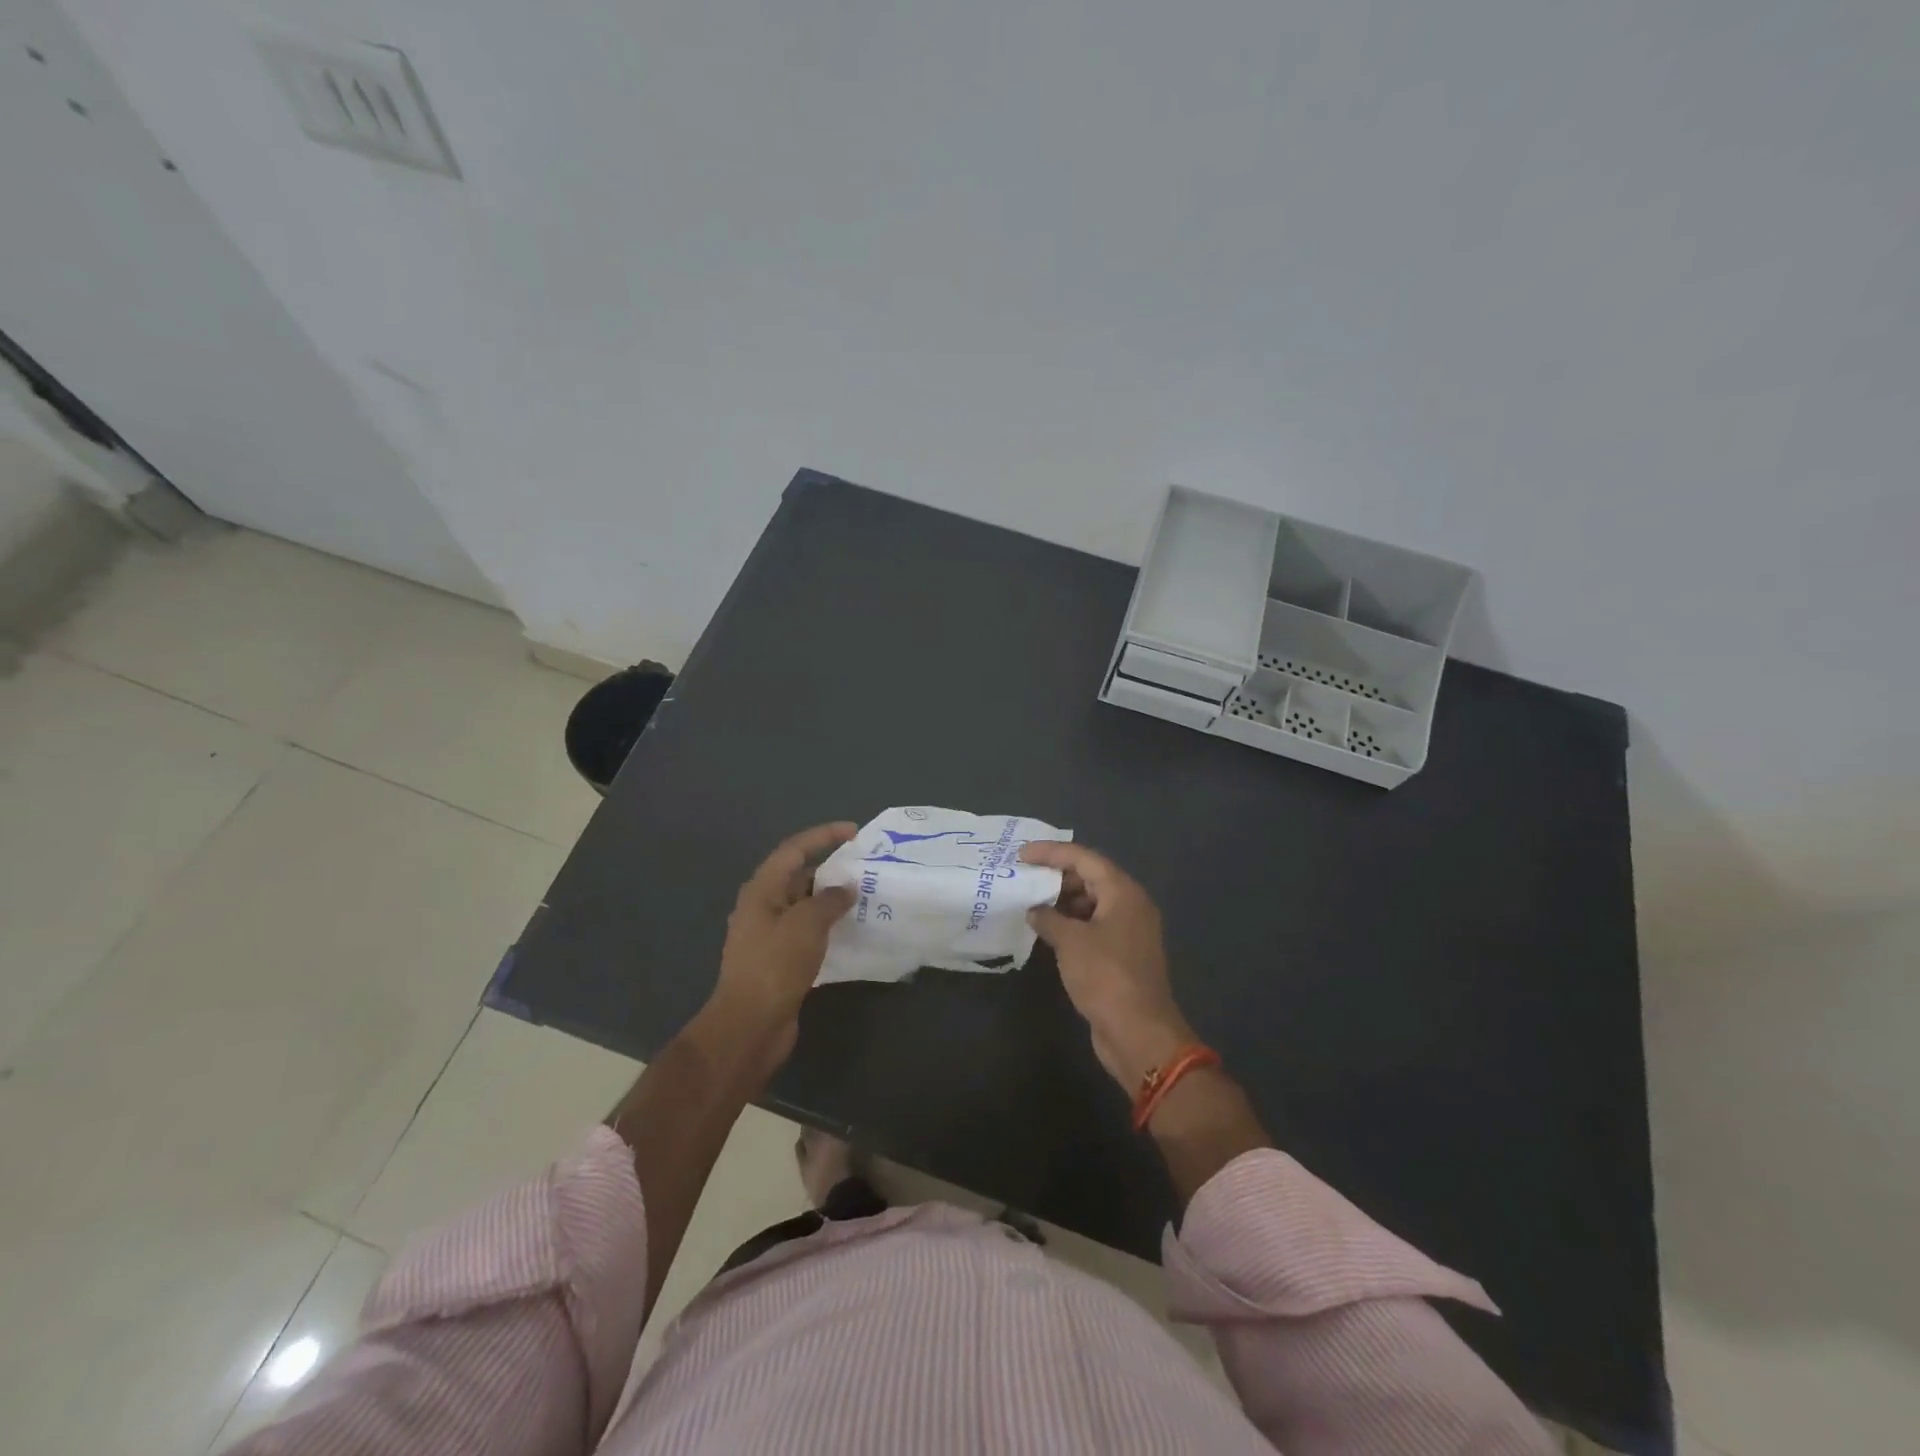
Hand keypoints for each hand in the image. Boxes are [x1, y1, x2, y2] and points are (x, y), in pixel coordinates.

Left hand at [707, 822, 857, 1070]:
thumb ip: (829, 900)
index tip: (854, 832)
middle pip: (799, 877)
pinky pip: (807, 933)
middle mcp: (762, 907)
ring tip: (866, 898)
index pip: (794, 850)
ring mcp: (769, 935)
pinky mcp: (779, 960)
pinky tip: (852, 932)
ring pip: (805, 907)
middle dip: (832, 871)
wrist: (749, 1026)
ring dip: (832, 901)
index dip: (823, 836)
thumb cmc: (774, 966)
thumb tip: (846, 888)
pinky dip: (828, 927)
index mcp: (762, 890)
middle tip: (867, 870)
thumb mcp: (806, 925)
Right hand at [1019, 841, 1196, 1092]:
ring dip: (1062, 901)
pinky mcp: (1123, 955)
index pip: (1084, 858)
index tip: (1021, 854)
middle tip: (1024, 878)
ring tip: (1030, 903)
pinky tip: (1047, 931)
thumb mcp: (1070, 942)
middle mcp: (1130, 905)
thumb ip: (1049, 918)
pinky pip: (1094, 926)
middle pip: (1091, 877)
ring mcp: (1129, 931)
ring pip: (1092, 903)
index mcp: (1123, 892)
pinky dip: (1071, 923)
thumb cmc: (1106, 976)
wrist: (1139, 1032)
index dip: (1051, 852)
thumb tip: (1035, 911)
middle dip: (1056, 876)